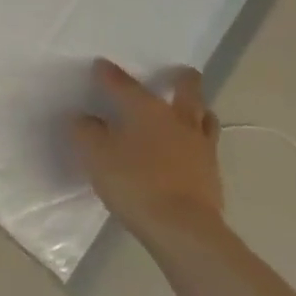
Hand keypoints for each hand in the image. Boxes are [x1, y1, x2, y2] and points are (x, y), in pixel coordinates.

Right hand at [70, 61, 225, 245]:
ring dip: (198, 108)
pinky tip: (191, 150)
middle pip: (186, 89)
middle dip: (182, 78)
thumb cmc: (135, 184)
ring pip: (205, 115)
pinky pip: (208, 145)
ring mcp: (200, 145)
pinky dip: (199, 140)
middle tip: (178, 73)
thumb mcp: (96, 156)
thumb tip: (83, 118)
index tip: (101, 66)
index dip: (108, 74)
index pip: (123, 83)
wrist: (183, 229)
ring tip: (192, 109)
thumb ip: (86, 132)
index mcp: (145, 108)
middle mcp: (176, 118)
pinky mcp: (212, 172)